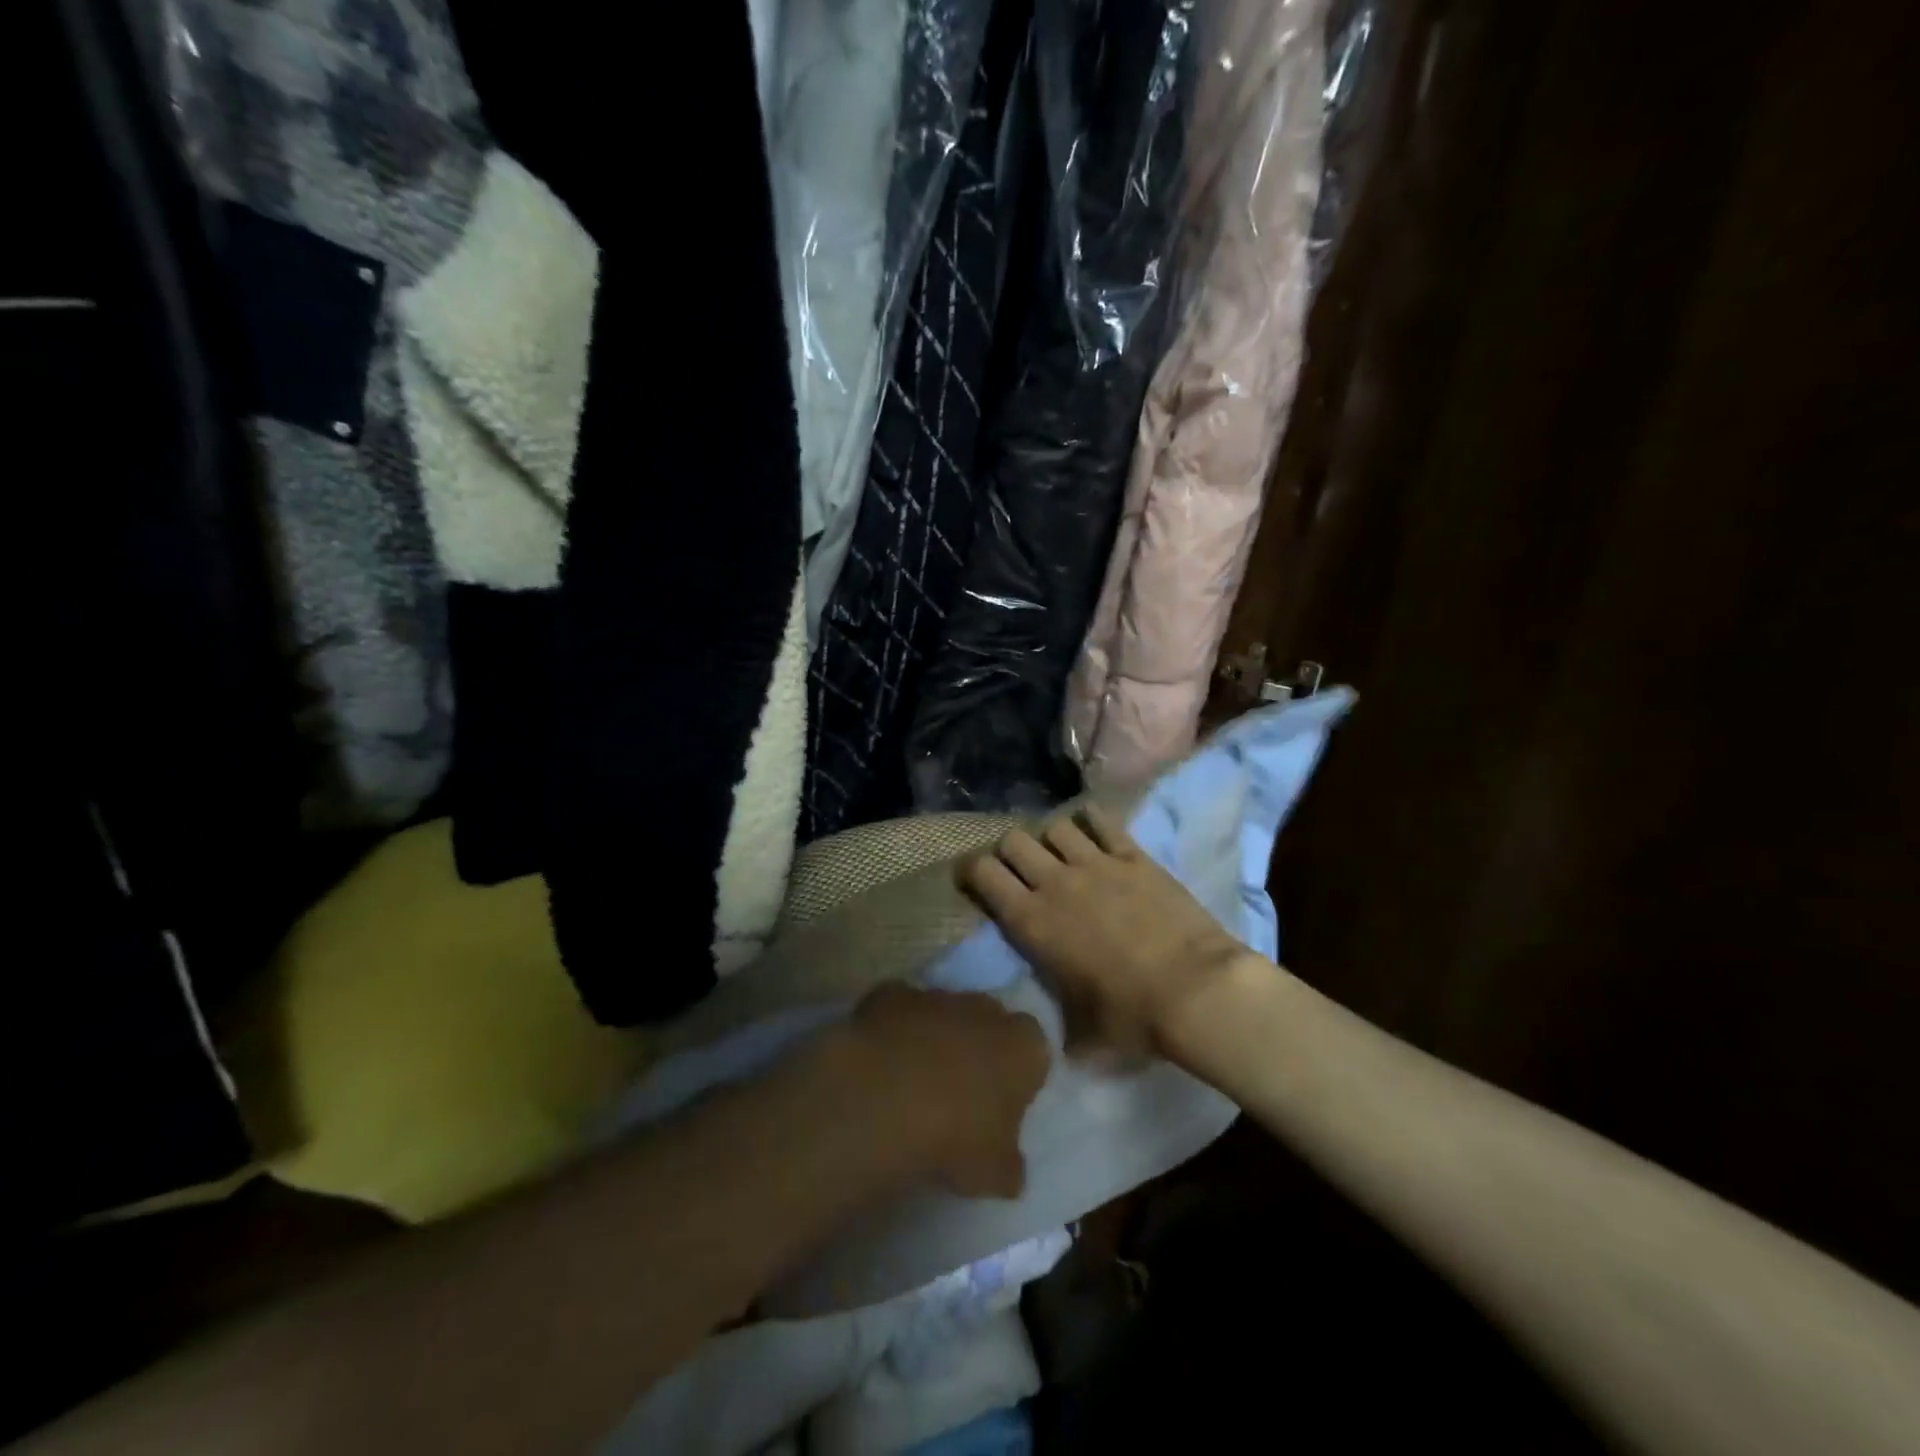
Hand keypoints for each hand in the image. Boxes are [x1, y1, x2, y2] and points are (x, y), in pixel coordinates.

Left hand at [838, 984, 1049, 1198]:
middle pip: (989, 1023)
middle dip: (979, 1048)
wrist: (884, 1097)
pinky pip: (899, 1010)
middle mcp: (986, 1009)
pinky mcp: (892, 993)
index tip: (1002, 1106)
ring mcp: (937, 996)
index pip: (1035, 1052)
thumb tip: (1010, 1169)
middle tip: (961, 1092)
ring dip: (935, 1037)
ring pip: (944, 1013)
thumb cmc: (956, 1136)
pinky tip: (881, 1062)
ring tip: (914, 1081)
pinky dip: (893, 1029)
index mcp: (1024, 1046)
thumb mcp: (995, 1173)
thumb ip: (1009, 1165)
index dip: (1019, 1077)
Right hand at [958, 808, 1254, 1058]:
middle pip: (1014, 840)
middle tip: (1021, 869)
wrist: (1194, 990)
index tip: (975, 880)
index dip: (972, 872)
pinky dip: (1092, 822)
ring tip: (1063, 854)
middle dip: (1010, 851)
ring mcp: (1096, 863)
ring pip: (1056, 826)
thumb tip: (1060, 1039)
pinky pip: (1102, 822)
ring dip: (1052, 838)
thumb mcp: (1081, 1032)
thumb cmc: (1131, 1016)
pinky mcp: (1133, 856)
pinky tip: (1095, 832)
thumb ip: (1060, 1023)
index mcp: (1031, 922)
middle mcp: (1055, 882)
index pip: (982, 874)